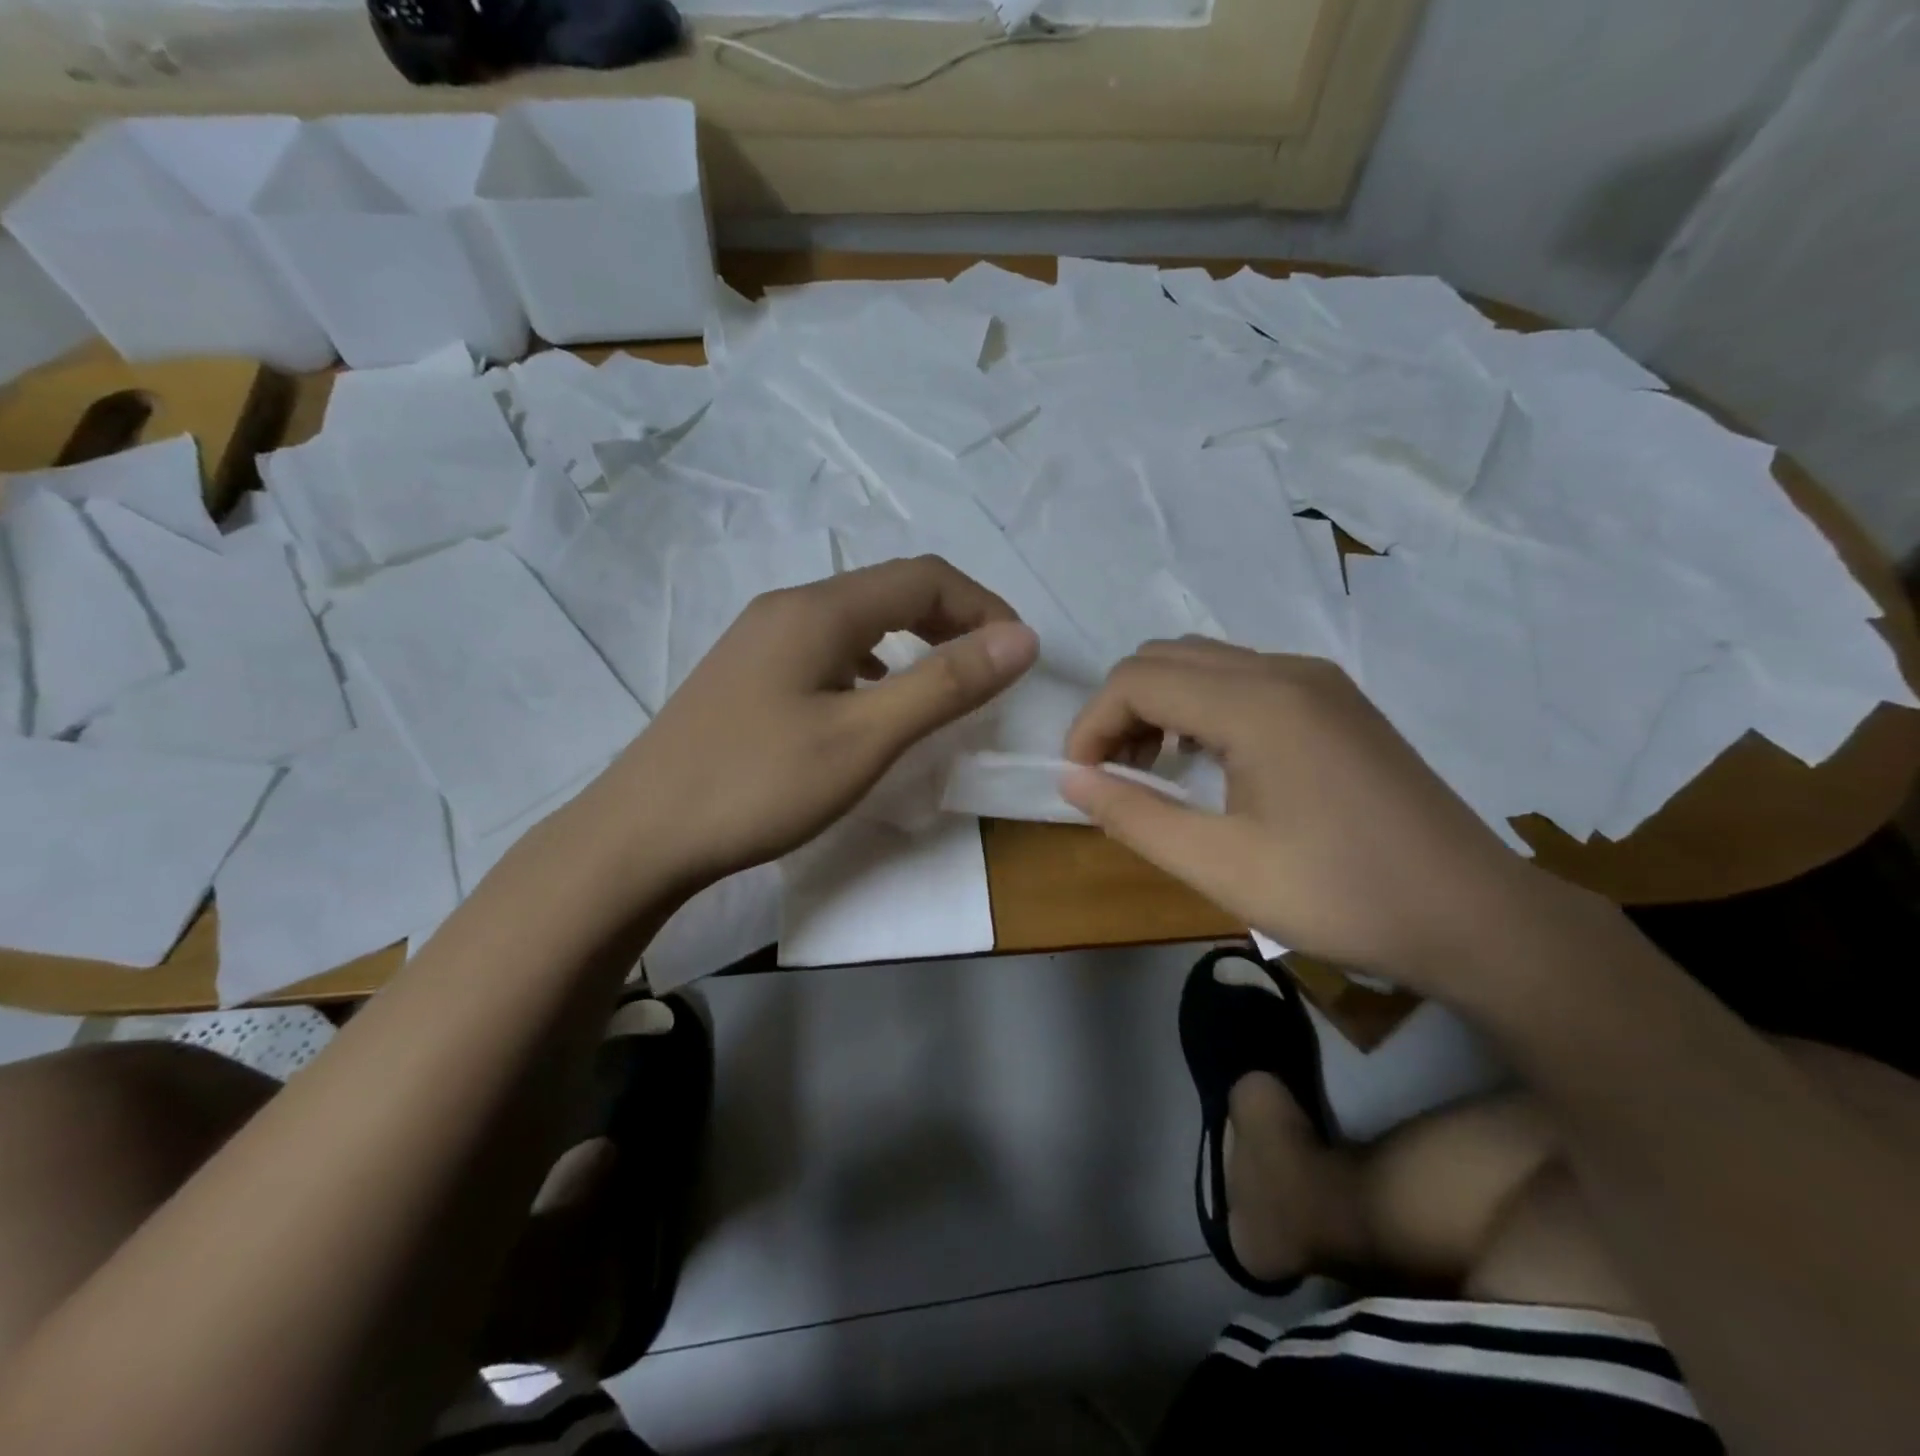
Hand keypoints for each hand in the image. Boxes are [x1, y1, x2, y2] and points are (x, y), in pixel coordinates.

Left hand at [610, 556, 1037, 891]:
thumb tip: (1022, 638)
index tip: (1018, 653)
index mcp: (820, 609)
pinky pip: (828, 647)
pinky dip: (872, 661)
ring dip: (912, 638)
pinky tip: (872, 700)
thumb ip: (946, 685)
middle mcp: (789, 606)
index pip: (924, 577)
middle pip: (889, 589)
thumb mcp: (865, 738)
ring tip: (943, 681)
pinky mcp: (747, 672)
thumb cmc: (758, 785)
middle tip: (990, 667)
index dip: (983, 606)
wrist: (641, 834)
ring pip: (858, 618)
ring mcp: (760, 637)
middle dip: (952, 618)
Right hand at [1059, 638, 1554, 992]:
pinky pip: (1243, 679)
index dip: (1092, 724)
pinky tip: (1210, 763)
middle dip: (1121, 709)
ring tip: (1156, 771)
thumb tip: (1070, 779)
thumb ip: (1134, 816)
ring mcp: (1317, 680)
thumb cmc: (1341, 895)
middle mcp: (1286, 670)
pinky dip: (1201, 708)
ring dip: (1160, 705)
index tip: (1082, 779)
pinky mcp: (1336, 700)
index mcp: (1258, 703)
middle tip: (1115, 776)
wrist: (1475, 915)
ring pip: (1204, 663)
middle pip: (1166, 657)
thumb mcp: (1221, 867)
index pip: (1138, 679)